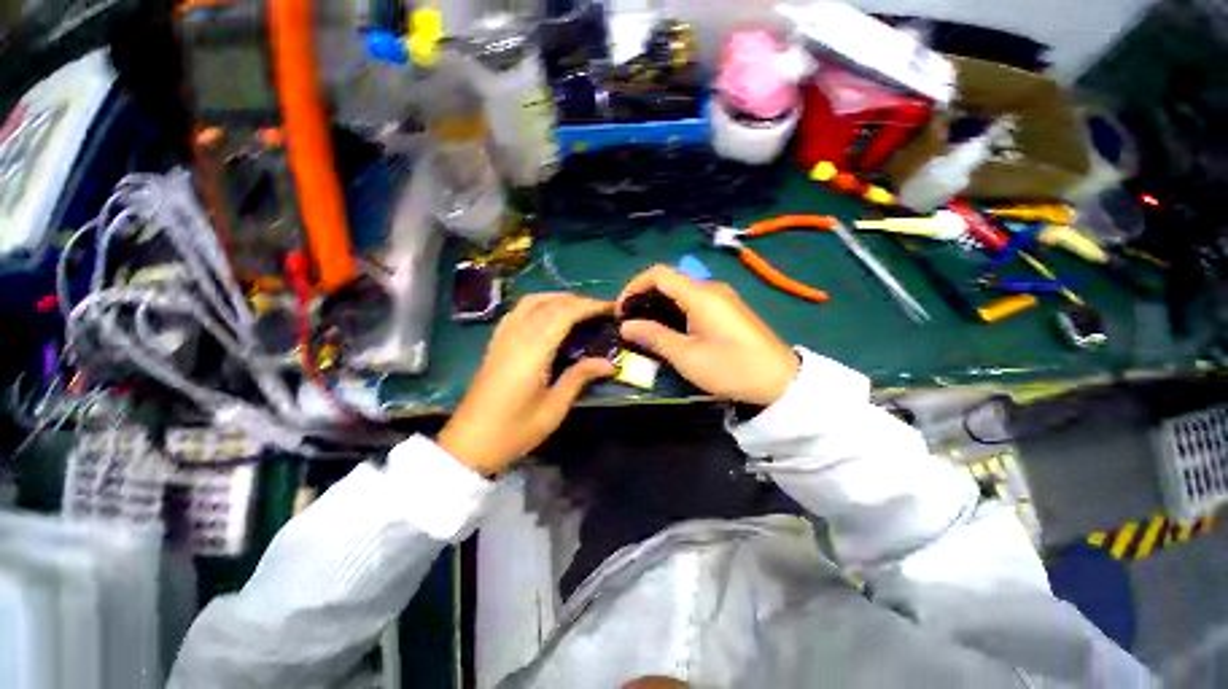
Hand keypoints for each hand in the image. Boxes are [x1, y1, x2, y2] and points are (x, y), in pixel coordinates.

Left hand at [438, 293, 615, 474]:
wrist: (470, 442)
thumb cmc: (515, 430)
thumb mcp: (553, 408)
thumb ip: (579, 378)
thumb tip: (608, 363)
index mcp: (533, 351)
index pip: (564, 314)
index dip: (589, 306)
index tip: (610, 308)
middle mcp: (516, 336)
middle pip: (548, 303)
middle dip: (577, 300)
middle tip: (599, 310)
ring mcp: (503, 337)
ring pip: (531, 302)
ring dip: (557, 299)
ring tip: (578, 309)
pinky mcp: (495, 342)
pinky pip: (518, 311)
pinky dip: (539, 305)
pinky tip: (548, 317)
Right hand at [617, 266, 797, 405]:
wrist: (780, 381)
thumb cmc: (731, 368)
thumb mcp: (687, 356)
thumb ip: (654, 336)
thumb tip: (626, 325)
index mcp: (700, 295)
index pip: (658, 274)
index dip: (634, 286)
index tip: (621, 310)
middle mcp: (711, 289)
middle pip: (669, 281)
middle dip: (644, 297)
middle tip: (630, 323)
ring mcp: (722, 298)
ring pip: (681, 292)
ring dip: (659, 305)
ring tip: (645, 329)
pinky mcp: (728, 310)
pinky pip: (694, 302)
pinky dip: (675, 311)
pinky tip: (670, 330)